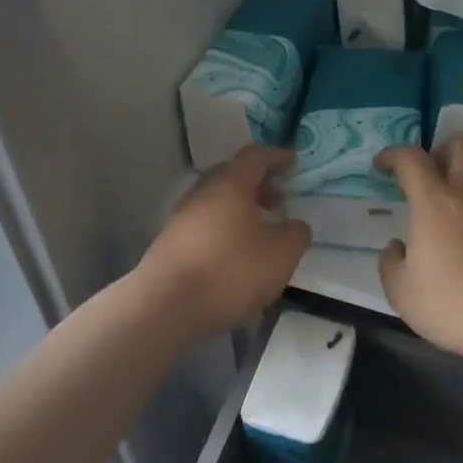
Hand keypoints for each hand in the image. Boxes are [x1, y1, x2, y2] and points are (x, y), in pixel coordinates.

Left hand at [138, 146, 311, 337]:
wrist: (166, 306)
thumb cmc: (230, 271)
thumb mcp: (280, 255)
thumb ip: (296, 234)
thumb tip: (294, 225)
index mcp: (230, 185)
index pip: (255, 156)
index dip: (276, 156)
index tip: (293, 162)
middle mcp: (202, 193)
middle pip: (231, 175)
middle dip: (258, 184)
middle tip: (278, 201)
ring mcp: (181, 218)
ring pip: (215, 201)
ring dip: (239, 208)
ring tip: (259, 232)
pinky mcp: (170, 243)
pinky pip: (203, 224)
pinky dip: (223, 228)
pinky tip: (233, 254)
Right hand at [375, 136, 462, 365]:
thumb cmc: (454, 305)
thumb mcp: (402, 293)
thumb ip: (391, 263)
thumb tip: (398, 247)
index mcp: (436, 203)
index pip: (411, 158)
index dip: (393, 154)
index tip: (382, 166)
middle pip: (462, 144)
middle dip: (441, 152)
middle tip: (429, 179)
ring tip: (454, 216)